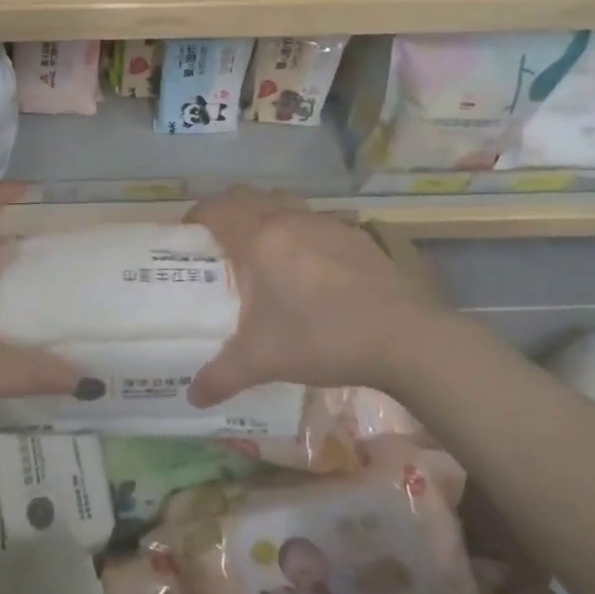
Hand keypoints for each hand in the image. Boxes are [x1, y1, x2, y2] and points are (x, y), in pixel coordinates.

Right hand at [184, 187, 452, 406]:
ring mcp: (328, 224)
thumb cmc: (323, 338)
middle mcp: (290, 221)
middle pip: (247, 195)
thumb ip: (222, 376)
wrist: (408, 338)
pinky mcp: (357, 237)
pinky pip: (315, 220)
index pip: (217, 209)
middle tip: (217, 241)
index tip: (186, 236)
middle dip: (226, 210)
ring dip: (264, 214)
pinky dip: (299, 230)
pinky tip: (308, 266)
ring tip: (261, 250)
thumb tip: (193, 397)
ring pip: (284, 202)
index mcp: (259, 240)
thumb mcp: (263, 361)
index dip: (196, 216)